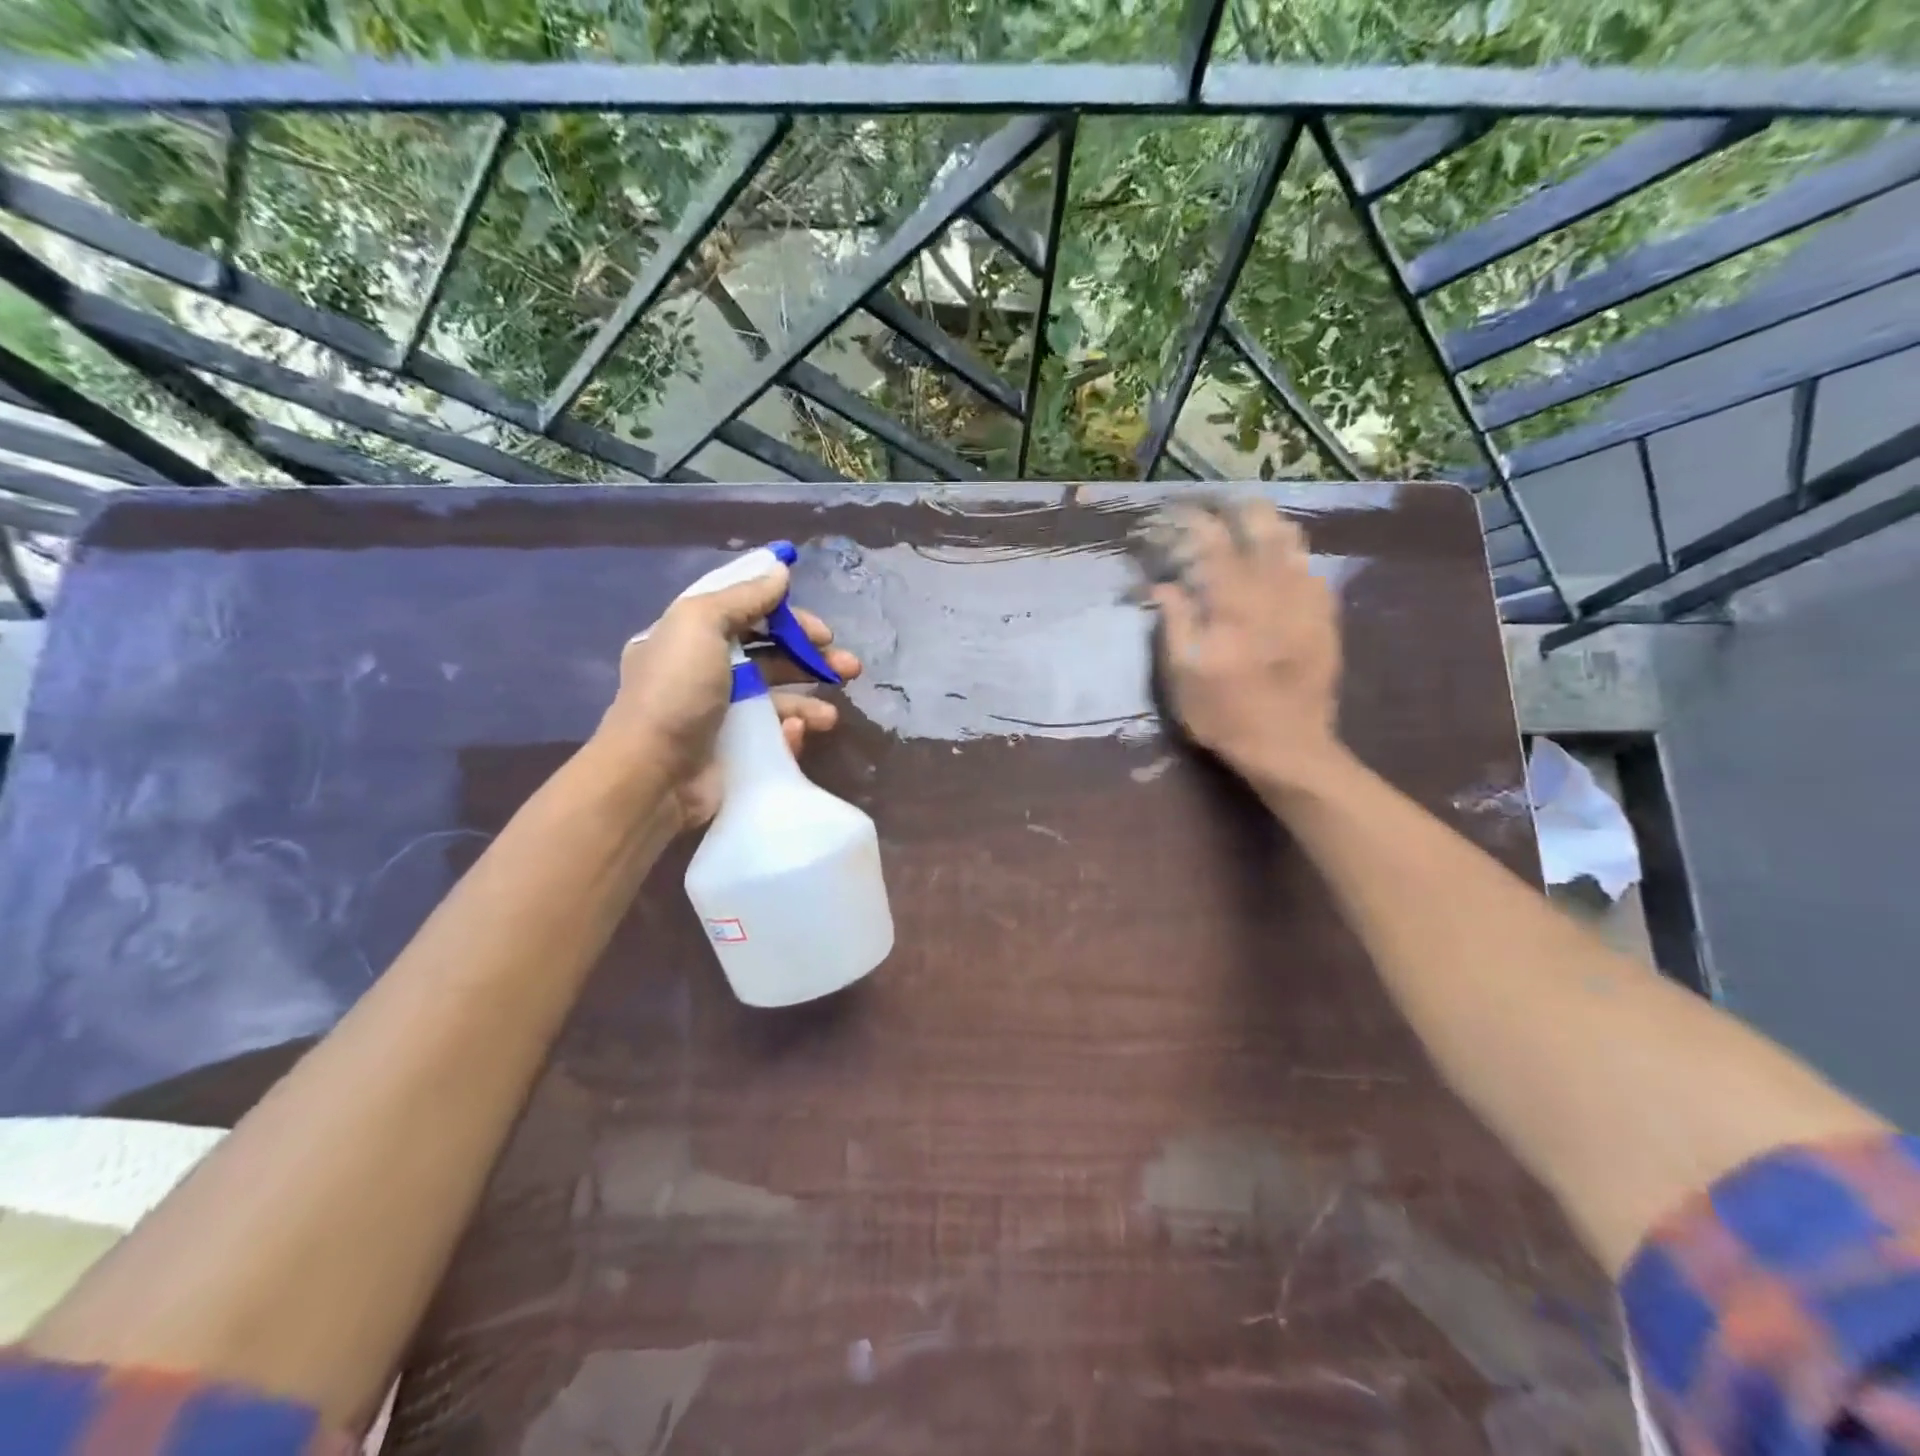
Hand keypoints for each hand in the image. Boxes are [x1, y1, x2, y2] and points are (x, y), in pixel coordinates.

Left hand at [594, 562, 862, 832]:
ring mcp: (722, 716)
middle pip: (771, 657)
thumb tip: (780, 570)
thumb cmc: (676, 691)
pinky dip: (791, 733)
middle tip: (849, 667)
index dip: (787, 617)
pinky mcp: (737, 752)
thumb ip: (743, 596)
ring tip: (831, 717)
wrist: (653, 775)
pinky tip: (798, 734)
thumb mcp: (700, 624)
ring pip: (779, 699)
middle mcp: (706, 673)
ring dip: (810, 702)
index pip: (747, 615)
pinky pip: (774, 737)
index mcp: (691, 638)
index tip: (821, 630)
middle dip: (812, 659)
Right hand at [1146, 499, 1341, 789]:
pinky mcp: (1325, 618)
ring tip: (1250, 521)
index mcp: (1233, 602)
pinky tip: (1281, 563)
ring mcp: (1306, 601)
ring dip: (1268, 524)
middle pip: (1260, 527)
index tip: (1171, 513)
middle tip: (1216, 505)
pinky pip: (1312, 570)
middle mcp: (1274, 590)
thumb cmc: (1224, 715)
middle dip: (1236, 508)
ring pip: (1292, 542)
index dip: (1190, 521)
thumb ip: (1175, 622)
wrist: (1289, 748)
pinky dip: (1292, 557)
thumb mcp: (1182, 675)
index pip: (1211, 542)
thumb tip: (1163, 584)